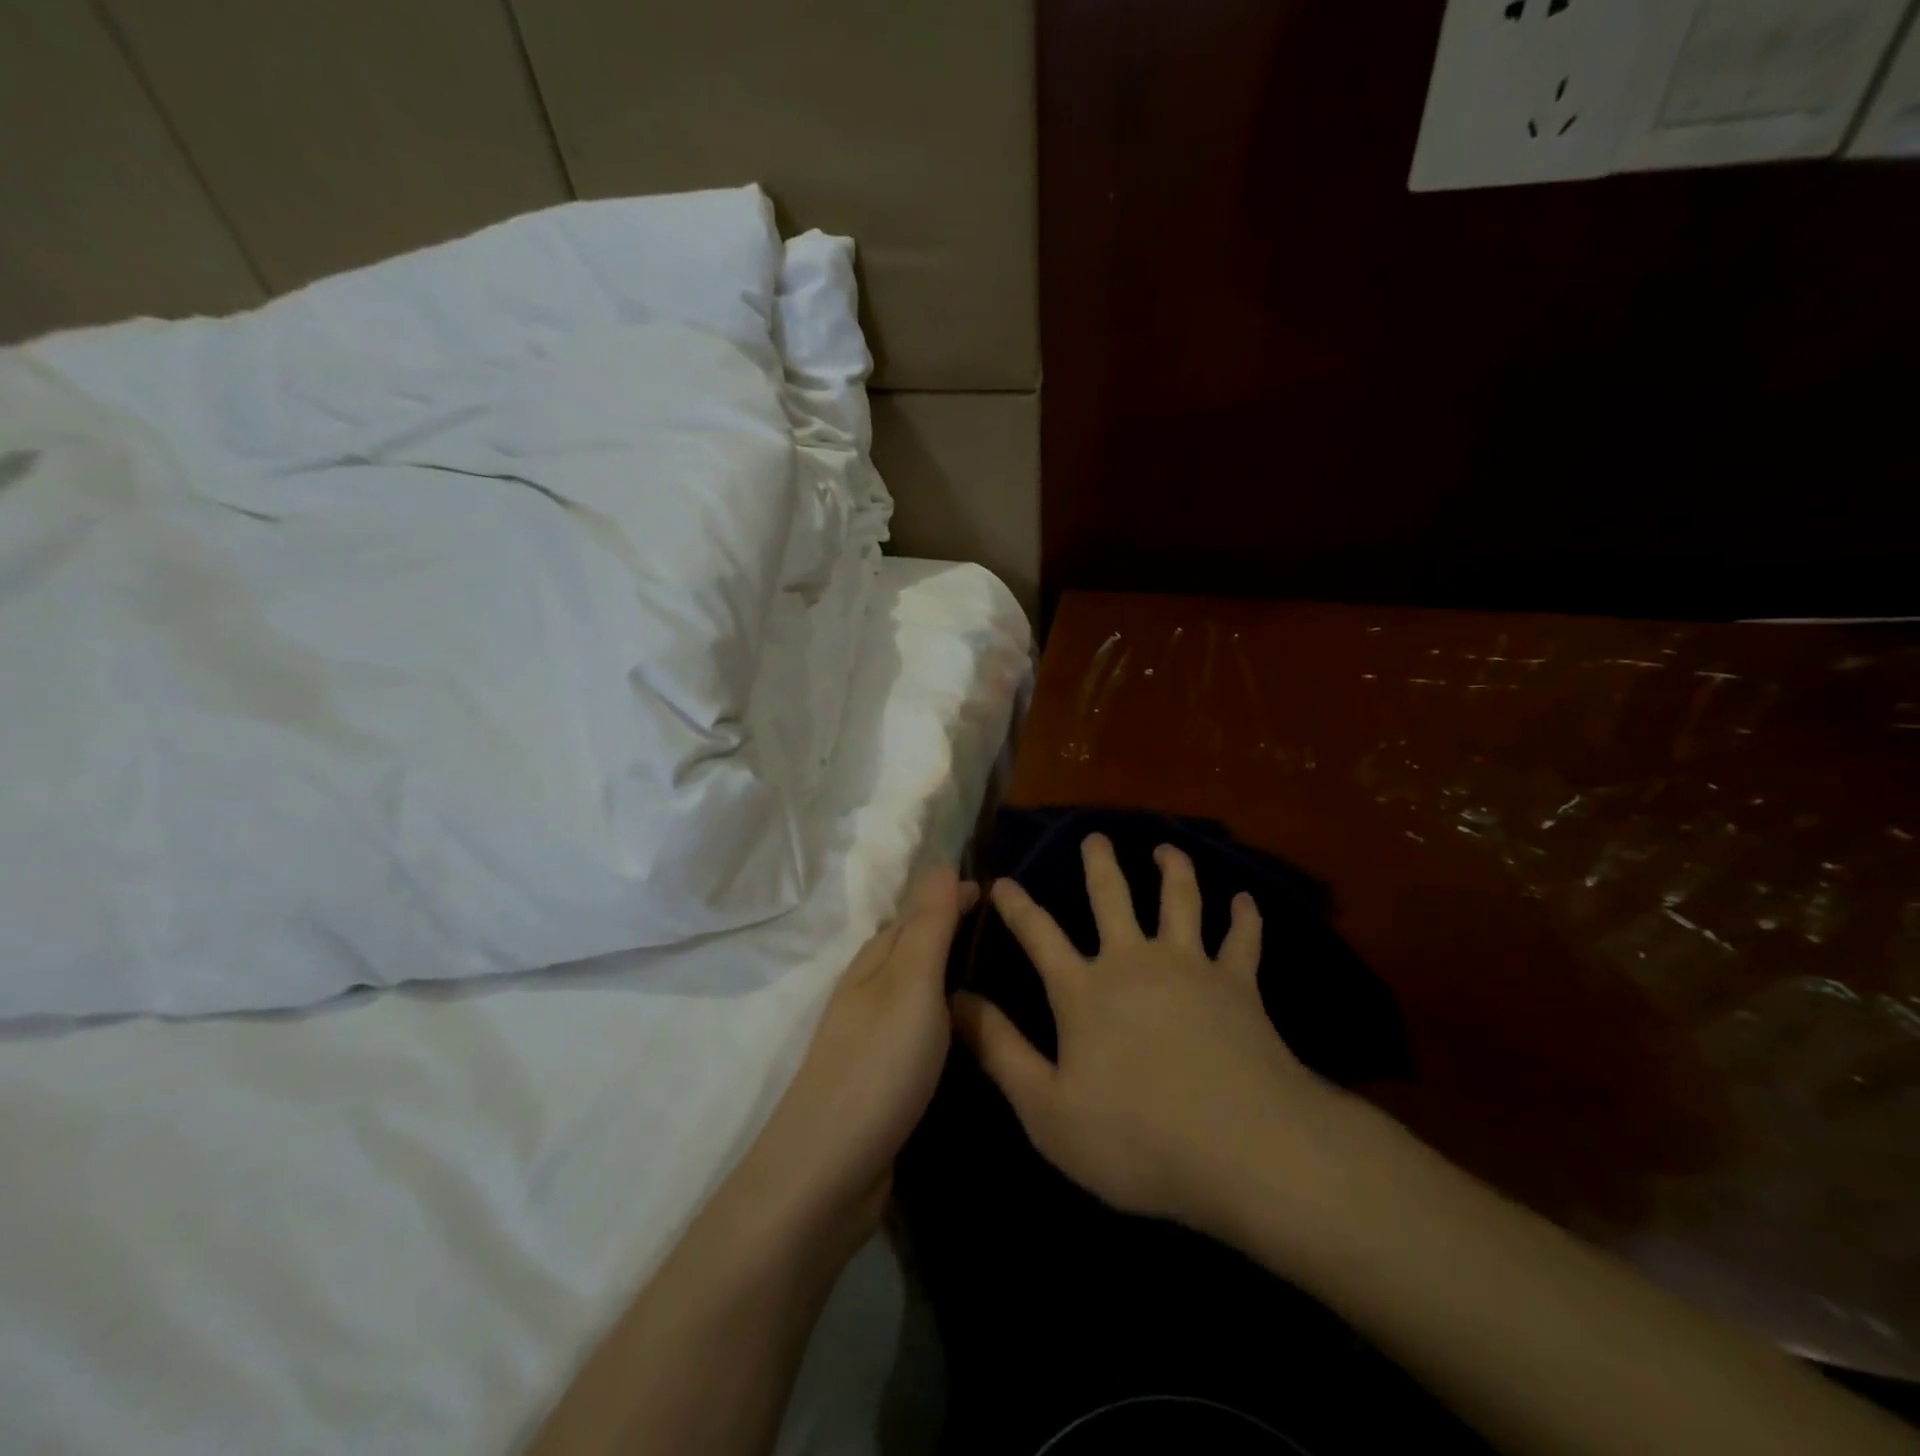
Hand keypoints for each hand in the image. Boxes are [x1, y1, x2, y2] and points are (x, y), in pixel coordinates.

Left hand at [753, 866, 975, 1231]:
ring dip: (949, 977)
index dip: (952, 899)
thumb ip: (929, 926)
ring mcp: (872, 1038)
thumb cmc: (878, 1064)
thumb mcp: (912, 984)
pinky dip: (944, 1020)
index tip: (997, 893)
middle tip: (1009, 934)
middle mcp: (869, 992)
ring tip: (1000, 978)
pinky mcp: (881, 1079)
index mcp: (874, 962)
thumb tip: (940, 862)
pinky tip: (968, 1036)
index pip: (918, 914)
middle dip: (953, 934)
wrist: (828, 1171)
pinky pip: (919, 1031)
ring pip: (917, 992)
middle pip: (914, 950)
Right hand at [953, 834, 1357, 1237]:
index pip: (1039, 934)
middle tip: (1095, 837)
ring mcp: (1190, 967)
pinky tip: (1245, 900)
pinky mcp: (1238, 985)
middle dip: (1100, 864)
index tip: (1002, 881)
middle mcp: (1133, 962)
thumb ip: (999, 1050)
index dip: (1017, 906)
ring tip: (1167, 849)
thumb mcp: (1047, 1109)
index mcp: (1084, 990)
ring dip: (1173, 870)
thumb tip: (955, 1000)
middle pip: (1112, 898)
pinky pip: (1242, 940)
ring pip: (1179, 901)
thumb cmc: (1137, 1137)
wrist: (1245, 1147)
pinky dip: (1245, 917)